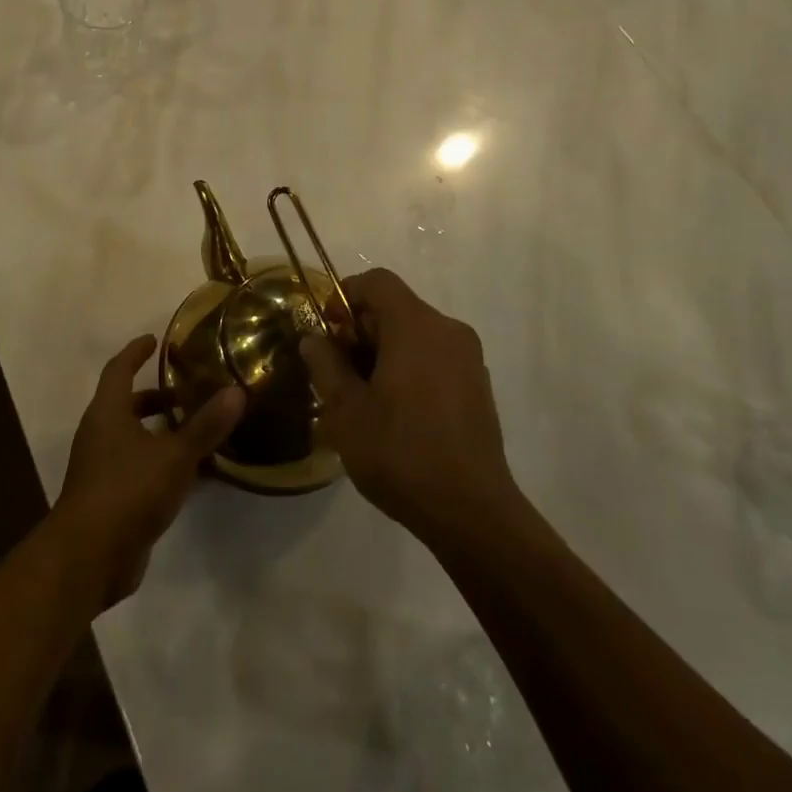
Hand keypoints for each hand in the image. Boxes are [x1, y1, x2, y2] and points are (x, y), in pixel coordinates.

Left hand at [52, 335, 246, 612]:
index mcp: (107, 413)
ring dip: (161, 431)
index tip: (154, 340)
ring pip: (133, 438)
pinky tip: (194, 473)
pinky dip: (162, 462)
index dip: (136, 352)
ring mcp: (102, 469)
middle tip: (188, 390)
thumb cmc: (127, 491)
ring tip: (197, 428)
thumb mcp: (175, 455)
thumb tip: (237, 391)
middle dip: (155, 397)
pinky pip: (139, 468)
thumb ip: (206, 425)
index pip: (119, 369)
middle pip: (126, 405)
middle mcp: (100, 435)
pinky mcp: (110, 499)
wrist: (88, 559)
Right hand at [302, 269, 519, 550]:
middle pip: (397, 307)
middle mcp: (448, 330)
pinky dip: (411, 367)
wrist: (470, 510)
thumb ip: (326, 366)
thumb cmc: (400, 453)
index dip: (345, 296)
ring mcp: (469, 358)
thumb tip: (314, 340)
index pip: (377, 281)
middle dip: (362, 330)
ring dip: (385, 351)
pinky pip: (436, 357)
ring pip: (416, 334)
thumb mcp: (346, 411)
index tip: (327, 332)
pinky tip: (397, 413)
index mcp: (416, 325)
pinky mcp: (478, 385)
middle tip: (338, 372)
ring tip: (363, 397)